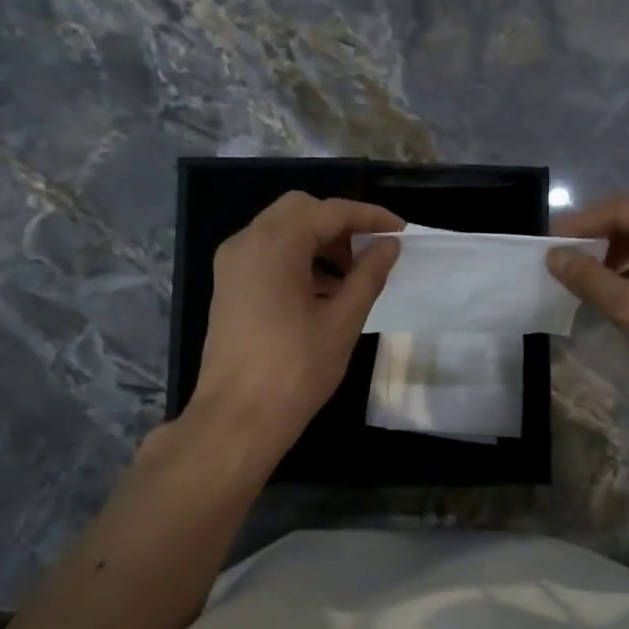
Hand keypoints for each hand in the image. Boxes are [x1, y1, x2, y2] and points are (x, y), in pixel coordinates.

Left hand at [191, 193, 401, 454]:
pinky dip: (297, 259)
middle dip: (340, 225)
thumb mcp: (342, 321)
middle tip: (370, 253)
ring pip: (281, 231)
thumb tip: (389, 245)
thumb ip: (368, 275)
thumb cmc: (295, 369)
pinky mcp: (228, 287)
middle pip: (300, 210)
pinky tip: (322, 292)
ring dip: (318, 242)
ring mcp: (232, 265)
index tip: (400, 230)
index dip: (369, 216)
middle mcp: (246, 242)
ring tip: (351, 278)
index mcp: (274, 245)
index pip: (329, 211)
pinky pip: (267, 254)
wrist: (237, 418)